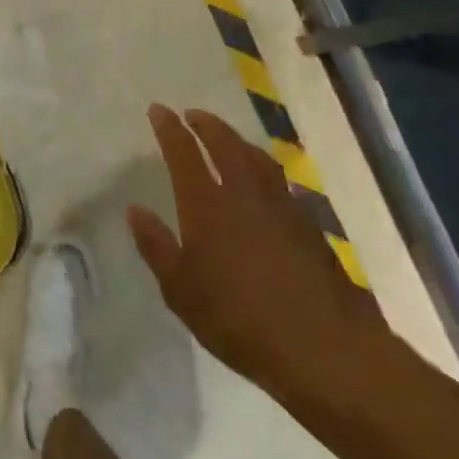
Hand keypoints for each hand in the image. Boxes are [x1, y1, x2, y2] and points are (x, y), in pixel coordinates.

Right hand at [130, 106, 390, 404]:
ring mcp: (281, 207)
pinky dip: (264, 170)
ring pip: (257, 158)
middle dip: (207, 125)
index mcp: (207, 205)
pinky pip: (280, 182)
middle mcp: (244, 193)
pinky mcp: (309, 226)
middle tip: (193, 115)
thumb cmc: (238, 320)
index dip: (169, 128)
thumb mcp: (181, 291)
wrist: (323, 347)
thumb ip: (156, 246)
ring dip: (238, 141)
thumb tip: (135, 210)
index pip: (183, 153)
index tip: (159, 110)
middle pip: (225, 144)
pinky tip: (264, 184)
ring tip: (228, 139)